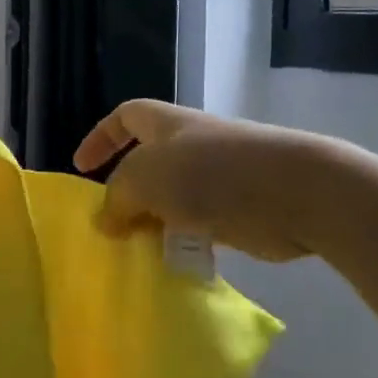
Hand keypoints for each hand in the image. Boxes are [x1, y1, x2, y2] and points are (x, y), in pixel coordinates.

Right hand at [73, 100, 344, 263]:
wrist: (296, 193)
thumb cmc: (210, 173)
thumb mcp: (143, 178)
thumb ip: (116, 198)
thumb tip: (106, 221)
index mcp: (167, 124)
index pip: (125, 117)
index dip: (101, 138)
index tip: (82, 168)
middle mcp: (191, 146)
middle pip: (146, 163)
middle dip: (125, 192)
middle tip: (109, 222)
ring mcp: (217, 178)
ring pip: (170, 199)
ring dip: (151, 221)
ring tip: (136, 247)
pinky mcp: (237, 211)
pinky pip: (197, 225)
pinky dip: (182, 240)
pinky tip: (171, 260)